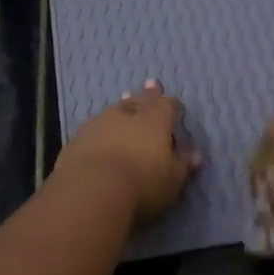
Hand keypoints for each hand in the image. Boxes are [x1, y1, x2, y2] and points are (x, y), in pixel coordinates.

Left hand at [54, 80, 200, 227]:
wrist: (91, 190)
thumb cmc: (142, 184)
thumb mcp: (172, 180)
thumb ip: (183, 165)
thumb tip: (195, 155)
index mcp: (155, 120)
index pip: (167, 105)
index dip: (171, 104)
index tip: (173, 102)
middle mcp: (128, 114)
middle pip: (140, 101)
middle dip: (146, 94)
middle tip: (150, 84)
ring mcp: (100, 123)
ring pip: (115, 110)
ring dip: (122, 107)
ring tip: (124, 101)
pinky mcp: (78, 138)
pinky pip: (94, 128)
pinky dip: (101, 129)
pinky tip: (99, 133)